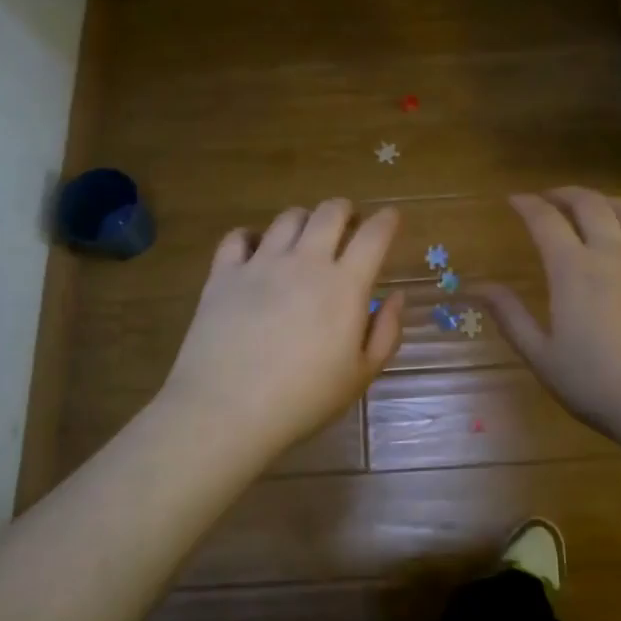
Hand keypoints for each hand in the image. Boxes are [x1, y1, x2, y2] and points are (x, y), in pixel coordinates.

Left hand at [158, 200, 404, 455]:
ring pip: (288, 218)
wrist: (227, 410)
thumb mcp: (361, 375)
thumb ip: (386, 331)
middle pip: (330, 212)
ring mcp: (261, 263)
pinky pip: (238, 237)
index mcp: (345, 285)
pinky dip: (251, 236)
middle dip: (346, 210)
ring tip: (305, 238)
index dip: (387, 220)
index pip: (374, 235)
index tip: (392, 218)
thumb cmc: (304, 399)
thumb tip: (395, 296)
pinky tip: (255, 250)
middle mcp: (305, 262)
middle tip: (348, 226)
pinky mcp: (224, 274)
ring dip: (304, 220)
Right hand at [477, 189, 620, 445]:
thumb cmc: (602, 387)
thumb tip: (477, 287)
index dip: (527, 204)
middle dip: (565, 193)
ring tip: (594, 207)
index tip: (514, 199)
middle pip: (590, 204)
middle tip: (550, 198)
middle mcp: (614, 254)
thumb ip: (511, 317)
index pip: (545, 220)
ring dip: (606, 202)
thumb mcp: (544, 358)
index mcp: (574, 270)